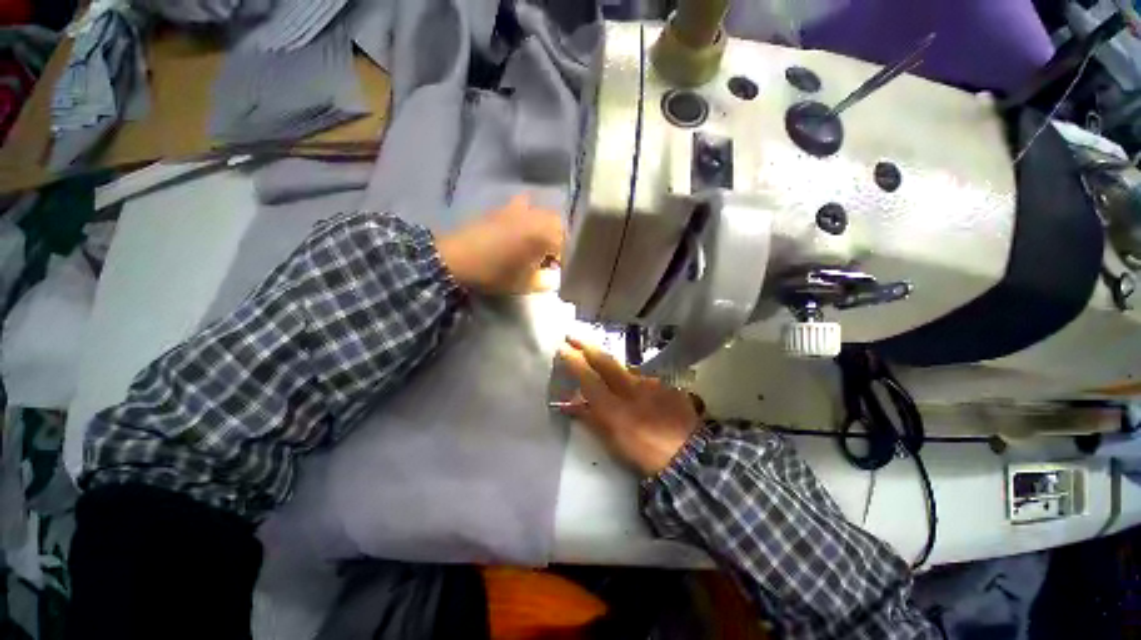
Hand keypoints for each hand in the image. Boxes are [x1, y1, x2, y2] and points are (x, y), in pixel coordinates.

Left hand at [436, 194, 562, 294]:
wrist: (458, 259)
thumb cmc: (496, 273)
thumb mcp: (525, 284)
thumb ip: (545, 281)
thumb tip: (551, 276)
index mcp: (544, 234)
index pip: (565, 245)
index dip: (563, 260)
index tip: (555, 272)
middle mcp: (535, 216)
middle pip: (557, 224)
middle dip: (557, 240)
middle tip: (548, 257)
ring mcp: (517, 209)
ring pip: (541, 214)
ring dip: (544, 227)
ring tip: (536, 243)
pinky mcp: (501, 208)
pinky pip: (523, 207)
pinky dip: (527, 218)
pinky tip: (518, 231)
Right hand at [557, 337, 701, 476]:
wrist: (690, 456)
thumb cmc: (644, 454)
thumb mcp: (613, 441)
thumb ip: (591, 419)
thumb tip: (570, 405)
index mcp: (614, 407)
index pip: (588, 377)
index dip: (573, 361)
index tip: (562, 348)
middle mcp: (631, 388)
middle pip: (605, 361)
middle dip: (586, 346)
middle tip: (572, 336)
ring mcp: (650, 383)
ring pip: (624, 368)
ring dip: (610, 364)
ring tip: (601, 365)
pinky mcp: (664, 384)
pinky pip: (642, 378)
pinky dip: (632, 380)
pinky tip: (635, 390)